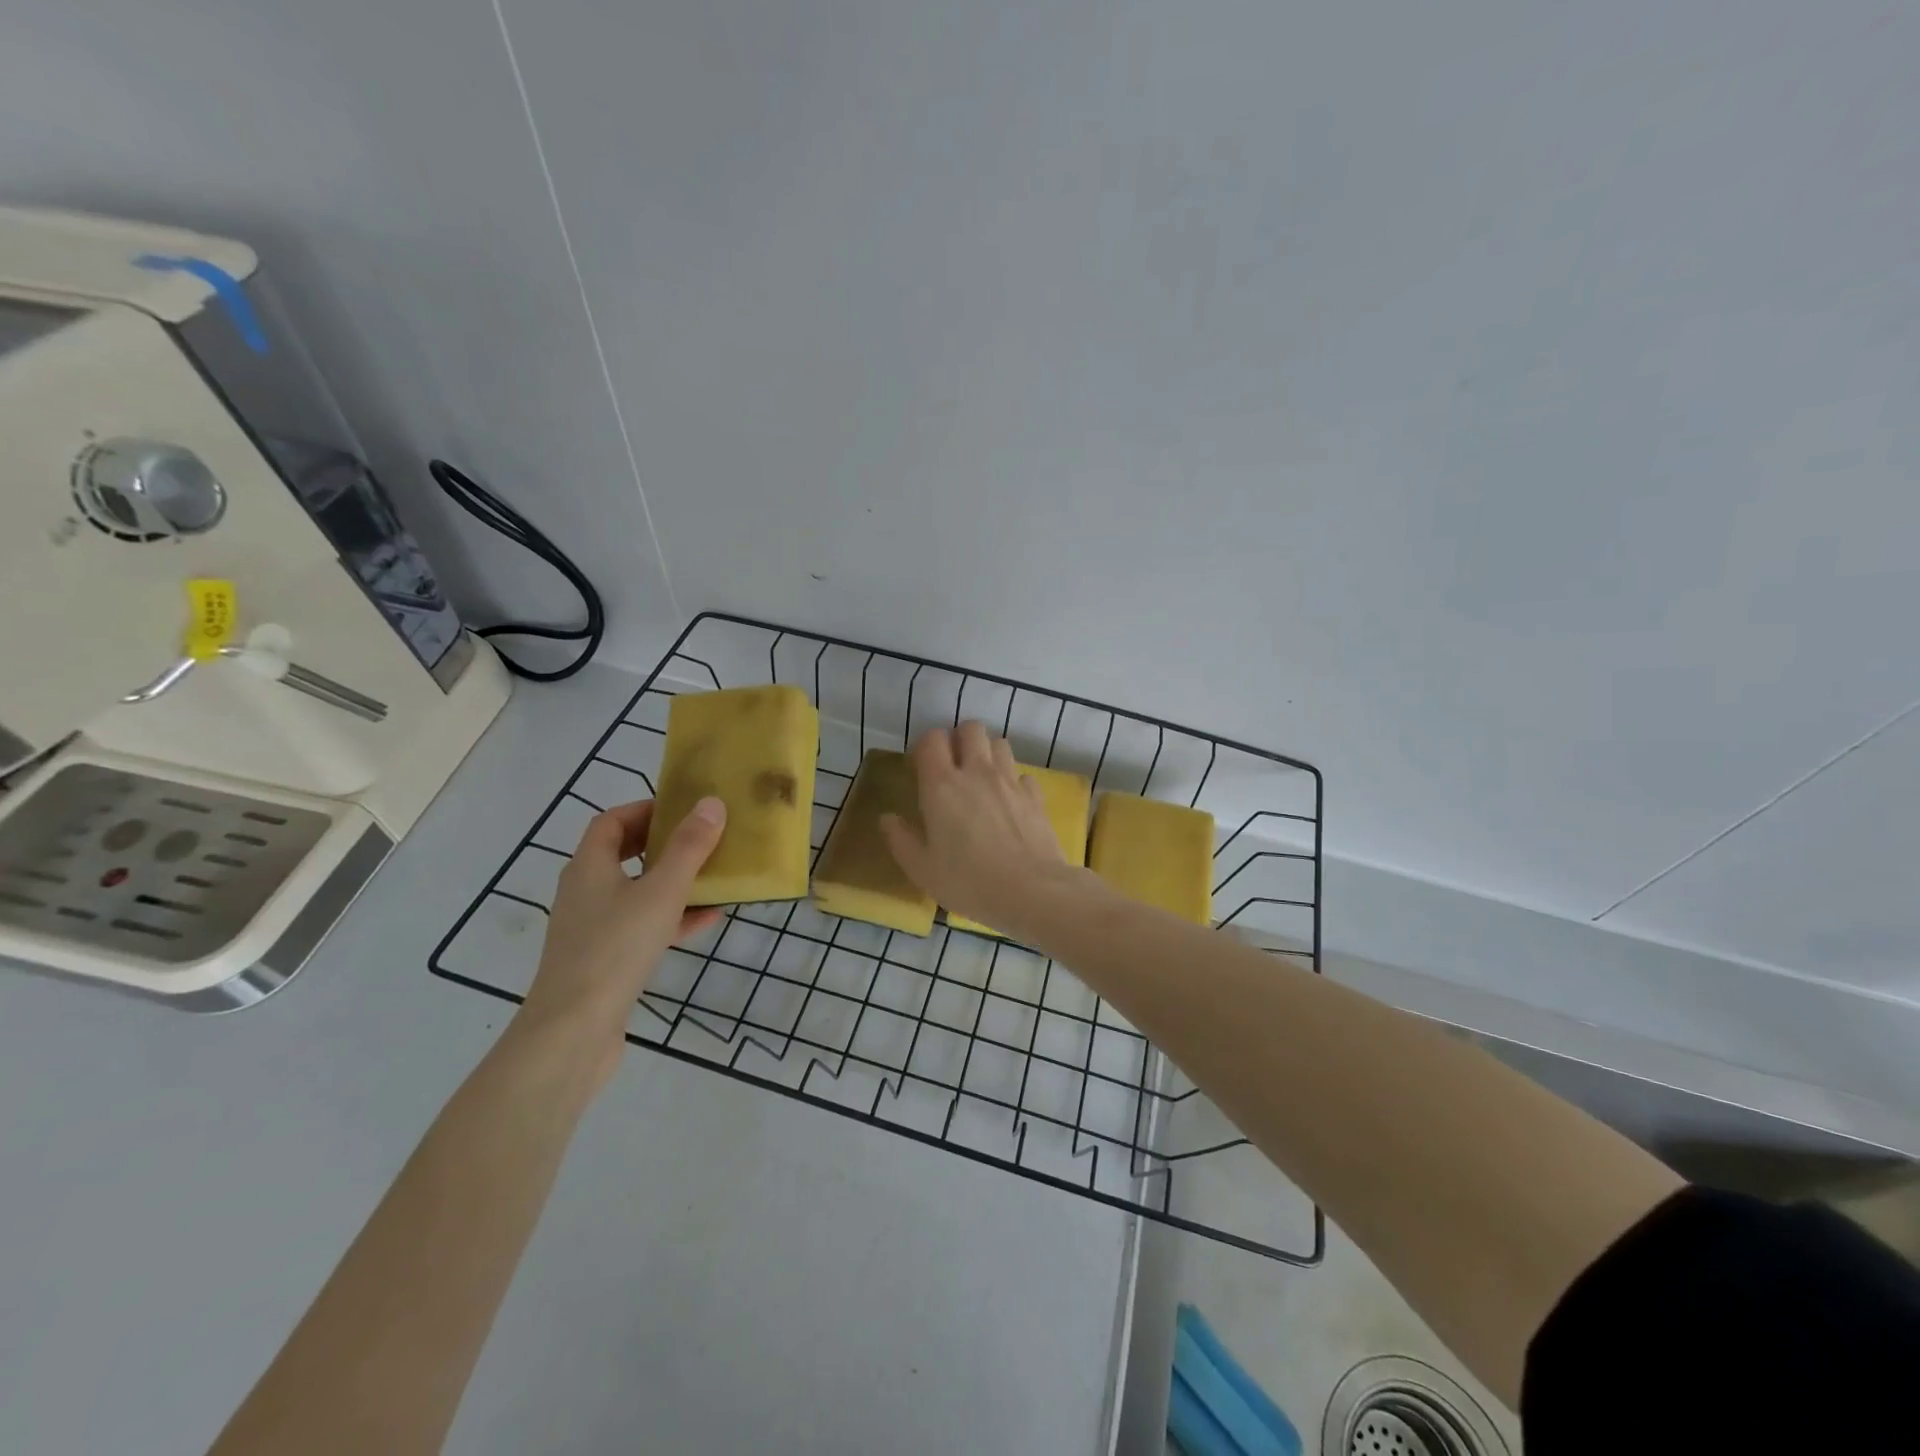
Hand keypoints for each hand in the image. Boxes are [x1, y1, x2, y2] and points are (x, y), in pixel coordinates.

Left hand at [518, 797, 725, 1089]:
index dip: (646, 808)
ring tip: (713, 877)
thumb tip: (711, 803)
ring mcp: (592, 928)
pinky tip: (707, 921)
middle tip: (702, 839)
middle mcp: (585, 891)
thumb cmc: (615, 949)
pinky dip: (671, 918)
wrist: (573, 1032)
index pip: (611, 821)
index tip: (684, 809)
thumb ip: (689, 847)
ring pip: (636, 891)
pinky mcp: (604, 960)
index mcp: (589, 866)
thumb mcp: (661, 892)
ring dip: (673, 881)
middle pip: (623, 854)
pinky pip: (642, 925)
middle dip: (663, 844)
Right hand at [880, 722, 1080, 935]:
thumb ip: (901, 840)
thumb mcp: (922, 869)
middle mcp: (976, 772)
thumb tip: (888, 818)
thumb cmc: (968, 881)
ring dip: (988, 753)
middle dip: (960, 739)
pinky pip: (1022, 774)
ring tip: (982, 779)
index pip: (932, 739)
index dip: (926, 747)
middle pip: (970, 728)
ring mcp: (1010, 781)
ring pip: (999, 743)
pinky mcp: (1035, 795)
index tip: (922, 768)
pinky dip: (1014, 781)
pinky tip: (1010, 802)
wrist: (1031, 891)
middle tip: (954, 767)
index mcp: (941, 785)